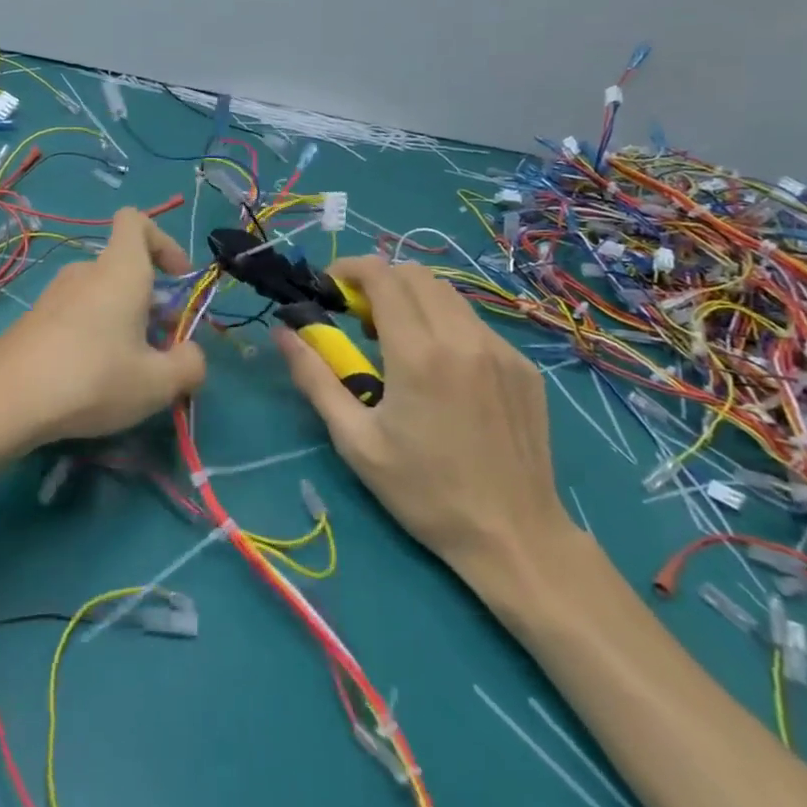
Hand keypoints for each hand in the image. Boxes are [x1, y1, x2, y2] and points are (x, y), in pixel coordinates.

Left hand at [0, 208, 205, 450]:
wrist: (5, 402)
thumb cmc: (92, 379)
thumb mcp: (158, 383)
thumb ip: (189, 365)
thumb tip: (190, 356)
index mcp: (120, 271)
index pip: (136, 220)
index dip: (164, 241)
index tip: (178, 279)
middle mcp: (85, 272)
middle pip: (124, 267)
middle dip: (150, 300)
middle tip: (161, 346)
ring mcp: (53, 295)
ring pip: (101, 295)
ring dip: (122, 321)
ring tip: (128, 370)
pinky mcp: (33, 320)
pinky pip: (76, 315)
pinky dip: (93, 335)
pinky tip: (90, 379)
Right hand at [274, 255, 574, 583]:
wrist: (515, 538)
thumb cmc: (424, 492)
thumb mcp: (355, 440)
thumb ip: (315, 377)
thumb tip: (283, 331)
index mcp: (418, 354)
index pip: (382, 275)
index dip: (349, 268)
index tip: (330, 287)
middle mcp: (463, 337)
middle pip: (414, 274)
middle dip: (379, 282)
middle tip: (359, 320)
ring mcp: (501, 349)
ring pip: (447, 294)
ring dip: (412, 300)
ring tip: (396, 342)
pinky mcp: (523, 366)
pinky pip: (474, 322)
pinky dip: (445, 324)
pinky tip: (440, 369)